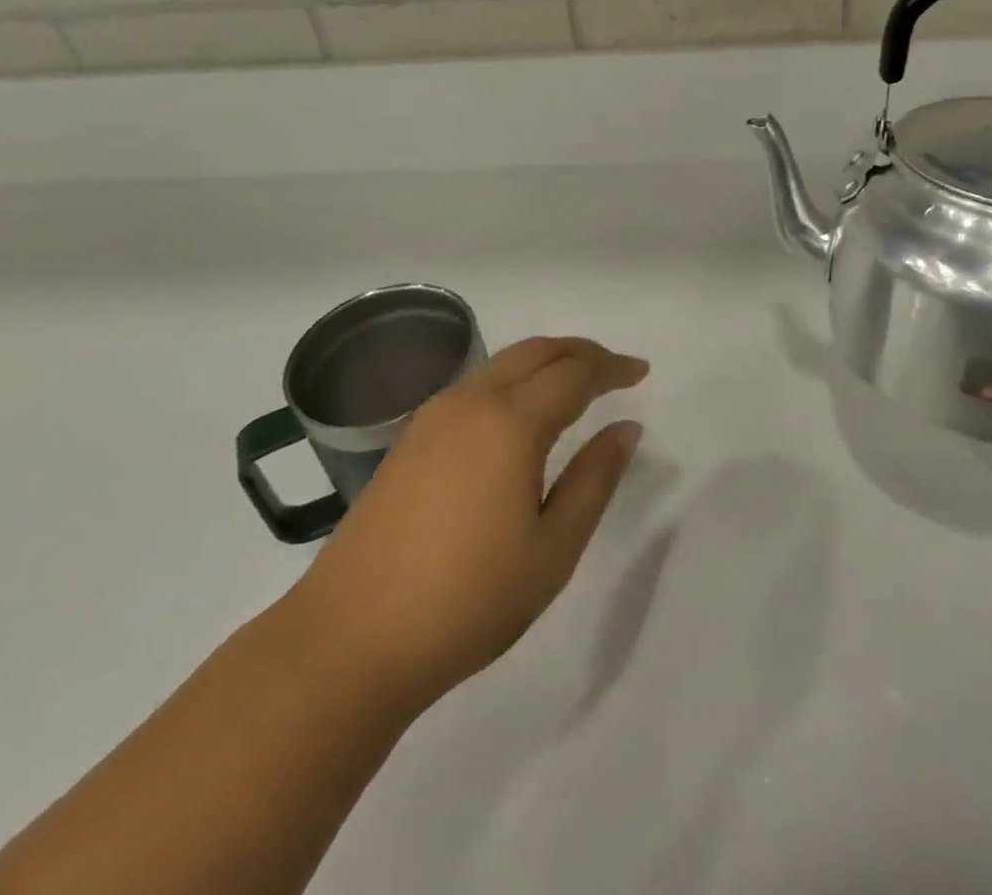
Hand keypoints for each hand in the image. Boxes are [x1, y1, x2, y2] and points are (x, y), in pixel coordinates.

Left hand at [292, 337, 647, 711]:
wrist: (350, 640)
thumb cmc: (468, 599)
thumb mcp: (553, 548)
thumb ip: (594, 479)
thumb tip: (625, 429)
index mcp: (510, 422)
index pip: (575, 374)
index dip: (612, 368)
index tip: (641, 372)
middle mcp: (470, 402)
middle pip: (536, 352)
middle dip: (580, 353)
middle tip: (614, 369)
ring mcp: (432, 418)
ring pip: (502, 365)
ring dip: (544, 364)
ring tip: (575, 387)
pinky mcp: (409, 439)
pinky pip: (475, 388)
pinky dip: (512, 383)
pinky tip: (521, 416)